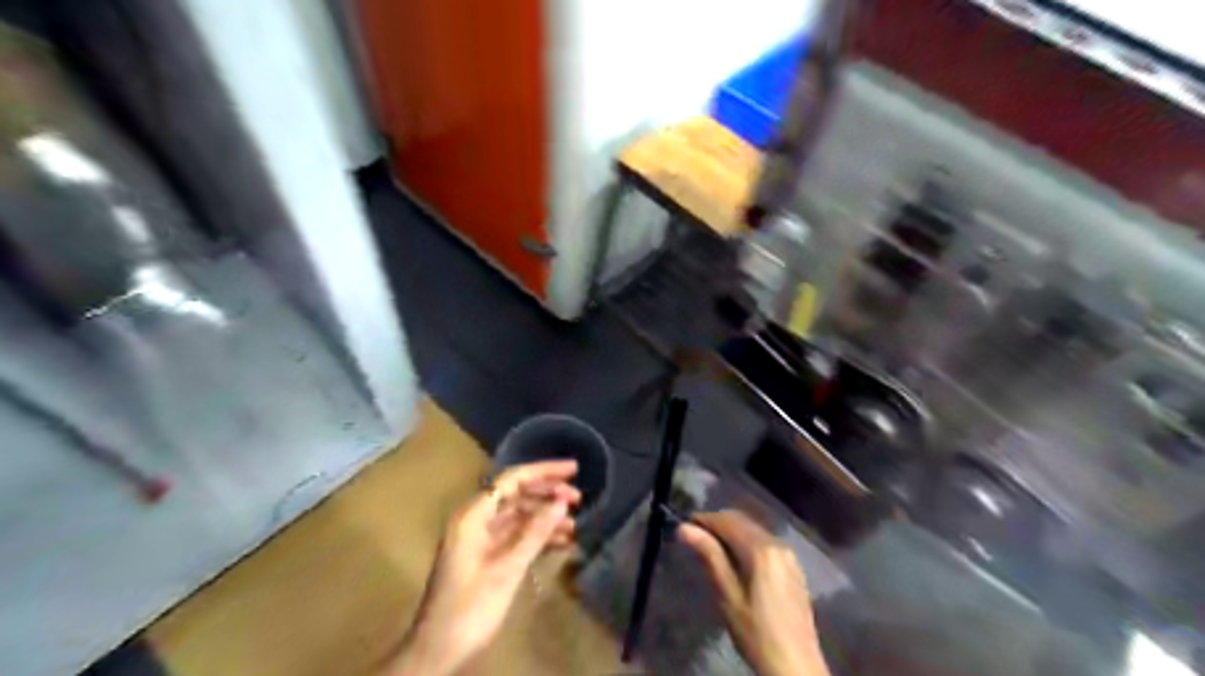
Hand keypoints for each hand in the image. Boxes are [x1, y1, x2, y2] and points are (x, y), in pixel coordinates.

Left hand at [387, 460, 581, 675]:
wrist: (437, 652)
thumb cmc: (469, 608)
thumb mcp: (507, 569)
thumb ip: (535, 532)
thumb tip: (561, 502)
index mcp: (473, 515)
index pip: (512, 479)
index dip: (543, 471)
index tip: (573, 469)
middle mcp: (475, 520)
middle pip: (516, 494)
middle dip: (547, 493)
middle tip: (579, 498)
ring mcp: (479, 539)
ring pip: (518, 516)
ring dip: (545, 517)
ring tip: (575, 524)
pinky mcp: (485, 557)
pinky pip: (515, 536)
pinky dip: (537, 536)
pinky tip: (561, 542)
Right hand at [683, 513, 835, 674]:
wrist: (796, 666)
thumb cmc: (756, 633)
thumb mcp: (728, 596)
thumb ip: (709, 556)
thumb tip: (684, 528)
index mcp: (762, 550)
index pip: (728, 521)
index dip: (704, 520)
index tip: (683, 525)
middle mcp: (778, 544)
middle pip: (743, 522)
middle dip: (717, 524)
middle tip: (694, 536)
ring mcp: (789, 555)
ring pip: (754, 531)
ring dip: (731, 532)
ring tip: (710, 548)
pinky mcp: (793, 567)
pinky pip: (765, 542)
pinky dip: (746, 542)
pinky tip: (735, 560)